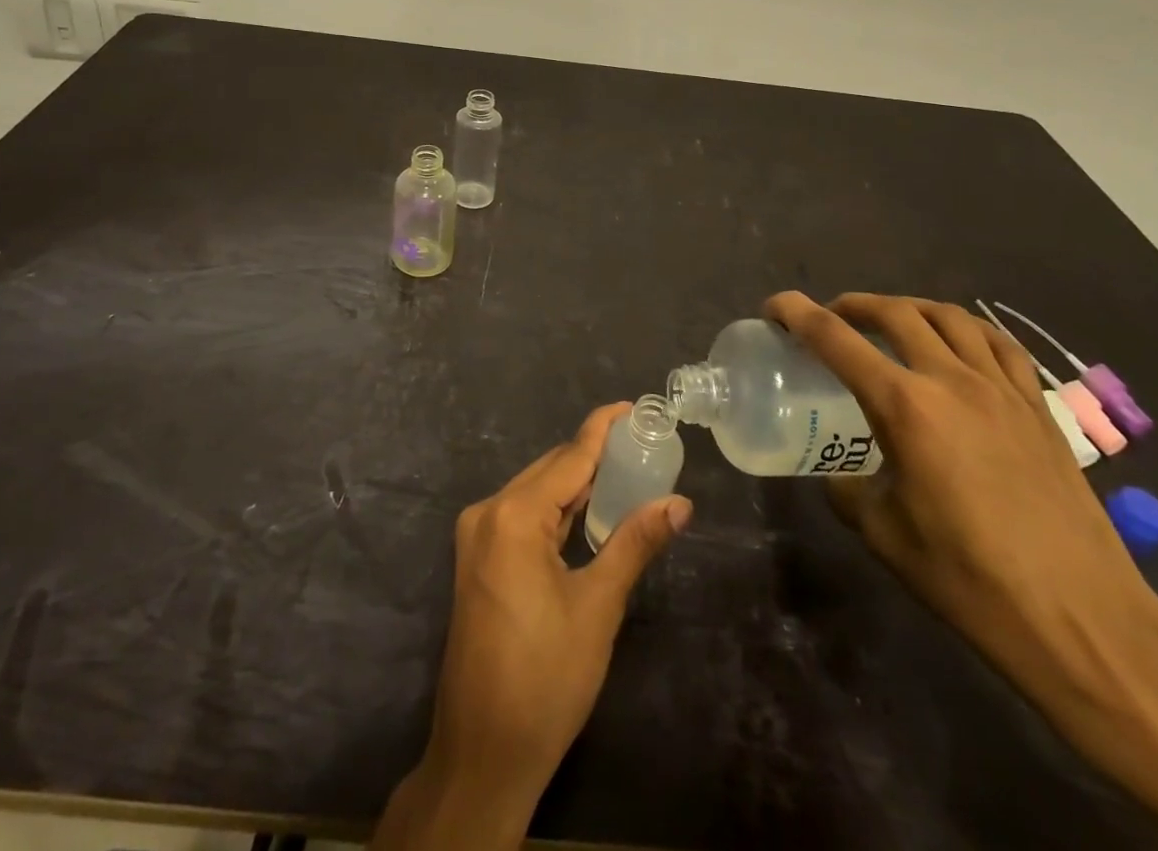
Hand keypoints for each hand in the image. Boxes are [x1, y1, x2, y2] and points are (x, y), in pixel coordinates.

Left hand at [371, 403, 691, 850]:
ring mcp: (477, 536)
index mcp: (513, 516)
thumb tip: (679, 502)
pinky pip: (522, 515)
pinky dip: (556, 508)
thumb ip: (635, 543)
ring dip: (575, 482)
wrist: (483, 752)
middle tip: (641, 443)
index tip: (632, 406)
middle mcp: (488, 512)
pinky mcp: (477, 558)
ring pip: (535, 492)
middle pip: (550, 470)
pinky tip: (586, 508)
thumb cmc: (546, 679)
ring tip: (624, 468)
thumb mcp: (598, 607)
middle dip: (593, 455)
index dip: (602, 429)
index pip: (569, 457)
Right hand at [762, 293, 1155, 710]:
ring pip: (950, 317)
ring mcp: (1002, 390)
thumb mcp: (884, 534)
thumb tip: (839, 474)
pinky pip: (999, 345)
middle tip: (831, 318)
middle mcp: (952, 381)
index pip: (835, 339)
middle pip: (895, 312)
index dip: (796, 313)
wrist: (1083, 622)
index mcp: (905, 407)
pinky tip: (958, 344)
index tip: (774, 307)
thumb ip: (849, 489)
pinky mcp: (1039, 409)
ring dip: (909, 307)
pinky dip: (967, 329)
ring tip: (891, 322)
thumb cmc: (970, 580)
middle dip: (853, 305)